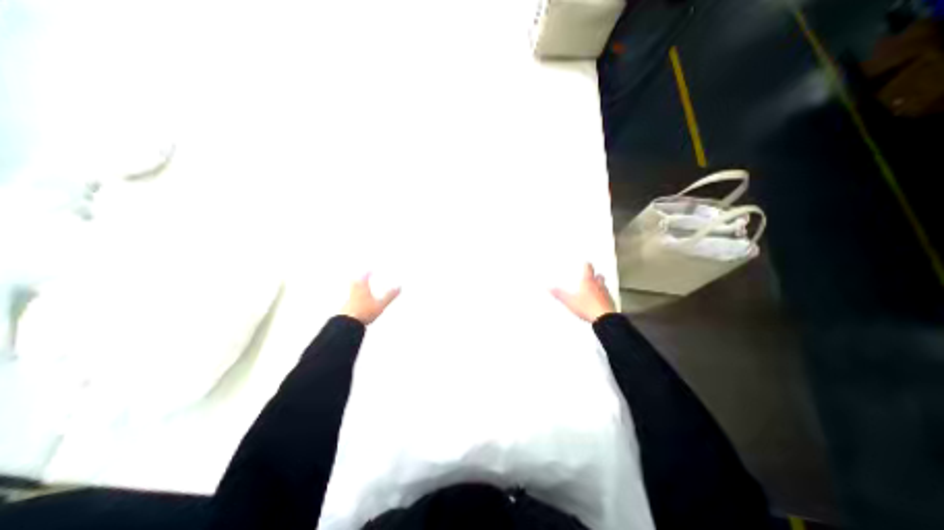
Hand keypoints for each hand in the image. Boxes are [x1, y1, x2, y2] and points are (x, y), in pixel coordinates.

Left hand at [342, 275, 399, 323]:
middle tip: (361, 277)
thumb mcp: (380, 304)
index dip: (367, 273)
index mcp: (362, 288)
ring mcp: (348, 301)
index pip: (364, 277)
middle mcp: (354, 292)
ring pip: (352, 291)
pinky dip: (354, 299)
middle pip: (355, 282)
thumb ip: (389, 296)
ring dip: (356, 288)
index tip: (369, 270)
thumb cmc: (364, 312)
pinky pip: (350, 301)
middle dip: (359, 279)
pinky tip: (357, 304)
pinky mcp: (345, 309)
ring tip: (360, 289)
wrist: (348, 324)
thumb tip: (399, 288)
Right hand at [550, 263, 616, 321]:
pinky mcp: (611, 303)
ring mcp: (606, 294)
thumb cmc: (587, 307)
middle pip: (599, 276)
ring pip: (604, 286)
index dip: (587, 265)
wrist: (604, 319)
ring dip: (600, 286)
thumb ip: (559, 294)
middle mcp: (598, 285)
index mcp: (588, 282)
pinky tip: (600, 302)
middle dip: (596, 275)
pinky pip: (608, 297)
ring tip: (595, 289)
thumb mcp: (569, 301)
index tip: (586, 264)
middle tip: (592, 276)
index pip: (589, 269)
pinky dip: (604, 297)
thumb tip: (549, 288)